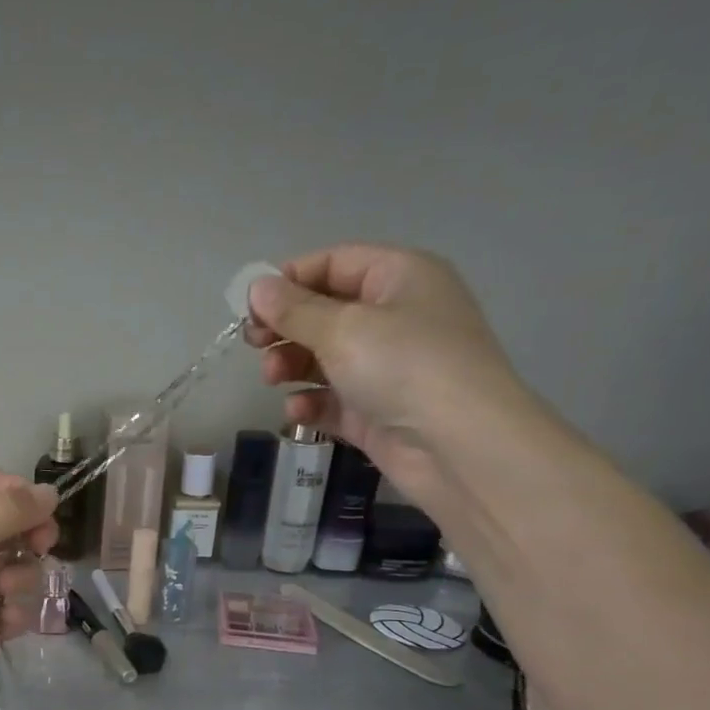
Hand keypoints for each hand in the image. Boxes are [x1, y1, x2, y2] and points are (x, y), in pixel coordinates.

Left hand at [0, 471, 58, 700]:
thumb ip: (4, 513)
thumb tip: (52, 493)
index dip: (22, 497)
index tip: (44, 514)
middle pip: (12, 530)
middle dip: (30, 540)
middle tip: (40, 550)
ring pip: (14, 572)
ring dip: (21, 579)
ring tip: (6, 592)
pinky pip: (6, 613)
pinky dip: (13, 616)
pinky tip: (7, 621)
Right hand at [244, 245, 535, 500]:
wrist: (459, 446)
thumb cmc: (404, 366)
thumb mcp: (342, 328)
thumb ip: (293, 309)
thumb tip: (256, 287)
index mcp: (400, 278)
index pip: (335, 263)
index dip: (289, 280)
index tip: (250, 307)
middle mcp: (396, 317)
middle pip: (325, 312)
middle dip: (286, 327)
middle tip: (254, 345)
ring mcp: (387, 367)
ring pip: (325, 357)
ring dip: (292, 364)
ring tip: (273, 378)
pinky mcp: (377, 411)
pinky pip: (334, 399)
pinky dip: (312, 402)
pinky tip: (298, 410)